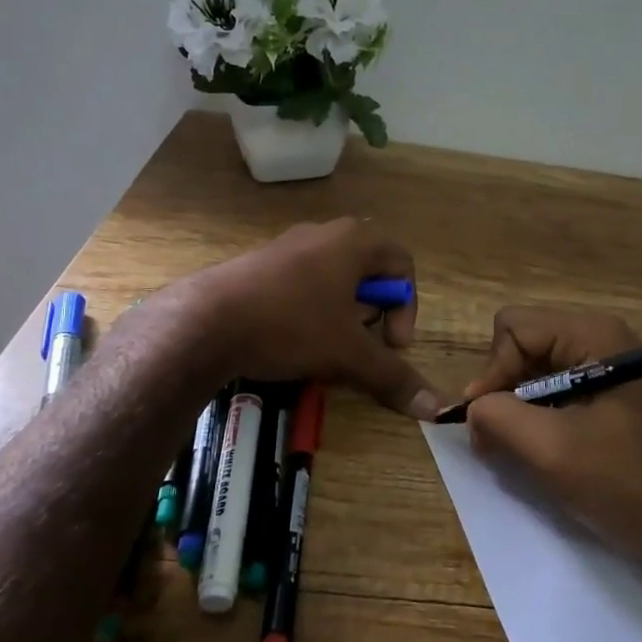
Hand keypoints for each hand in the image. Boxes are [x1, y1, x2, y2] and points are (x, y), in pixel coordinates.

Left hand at [180, 218, 442, 419]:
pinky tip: (290, 340)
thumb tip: (437, 407)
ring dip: (341, 314)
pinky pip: (301, 283)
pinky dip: (309, 310)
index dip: (407, 308)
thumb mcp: (348, 354)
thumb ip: (393, 376)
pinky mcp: (259, 263)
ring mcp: (287, 245)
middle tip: (358, 343)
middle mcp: (323, 234)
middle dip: (371, 313)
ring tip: (324, 346)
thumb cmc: (290, 325)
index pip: (402, 264)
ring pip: (333, 278)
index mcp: (353, 241)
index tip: (392, 344)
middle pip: (368, 271)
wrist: (204, 321)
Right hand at [462, 308, 641, 571]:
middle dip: (504, 389)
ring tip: (525, 451)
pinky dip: (542, 418)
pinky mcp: (615, 396)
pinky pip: (560, 391)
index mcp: (593, 335)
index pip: (512, 328)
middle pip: (525, 344)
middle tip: (500, 440)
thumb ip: (497, 416)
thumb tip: (472, 408)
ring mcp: (611, 367)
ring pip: (538, 370)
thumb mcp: (551, 449)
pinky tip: (550, 452)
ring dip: (521, 408)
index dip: (492, 372)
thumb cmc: (627, 483)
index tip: (488, 423)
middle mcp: (602, 338)